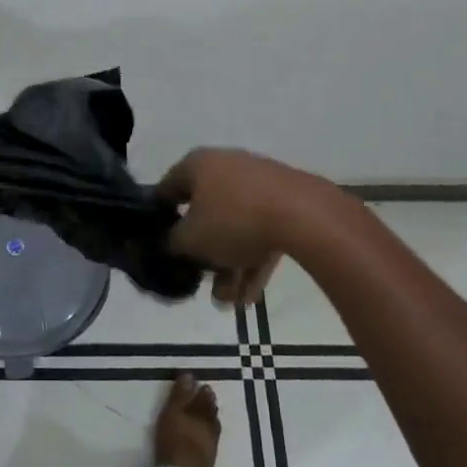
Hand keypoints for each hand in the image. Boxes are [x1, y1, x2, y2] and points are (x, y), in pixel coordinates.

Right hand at [160, 148, 345, 307]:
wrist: (305, 216)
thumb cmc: (234, 220)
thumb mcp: (190, 238)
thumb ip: (172, 242)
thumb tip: (171, 242)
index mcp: (198, 164)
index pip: (168, 190)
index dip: (161, 219)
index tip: (162, 246)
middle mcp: (226, 167)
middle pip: (206, 214)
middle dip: (204, 256)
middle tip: (203, 283)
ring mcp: (259, 184)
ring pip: (235, 228)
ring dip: (230, 266)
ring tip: (231, 302)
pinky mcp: (286, 202)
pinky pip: (261, 232)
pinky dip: (253, 260)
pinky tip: (252, 297)